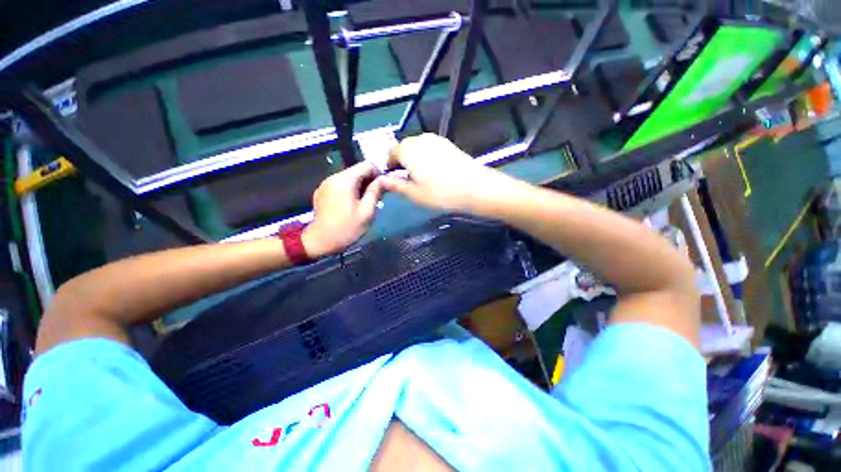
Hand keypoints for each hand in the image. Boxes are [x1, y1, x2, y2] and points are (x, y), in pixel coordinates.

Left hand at [302, 162, 383, 256]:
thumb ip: (375, 192)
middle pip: (357, 170)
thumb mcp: (367, 212)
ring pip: (349, 177)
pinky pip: (339, 185)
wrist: (320, 241)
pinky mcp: (321, 191)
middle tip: (375, 198)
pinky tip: (350, 205)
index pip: (367, 164)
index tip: (382, 188)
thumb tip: (383, 179)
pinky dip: (349, 190)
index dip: (378, 174)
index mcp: (345, 180)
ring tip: (363, 202)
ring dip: (359, 186)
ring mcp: (325, 184)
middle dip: (369, 181)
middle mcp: (334, 177)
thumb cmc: (347, 228)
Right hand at [380, 134, 513, 211]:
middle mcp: (420, 139)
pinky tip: (434, 172)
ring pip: (417, 147)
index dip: (389, 165)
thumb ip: (396, 185)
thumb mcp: (414, 194)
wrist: (475, 187)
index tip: (392, 179)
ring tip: (421, 177)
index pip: (391, 153)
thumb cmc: (441, 193)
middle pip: (404, 148)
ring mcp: (436, 140)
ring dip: (414, 159)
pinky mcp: (448, 144)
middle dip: (402, 161)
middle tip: (407, 180)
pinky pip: (430, 148)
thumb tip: (382, 180)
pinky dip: (426, 157)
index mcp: (408, 150)